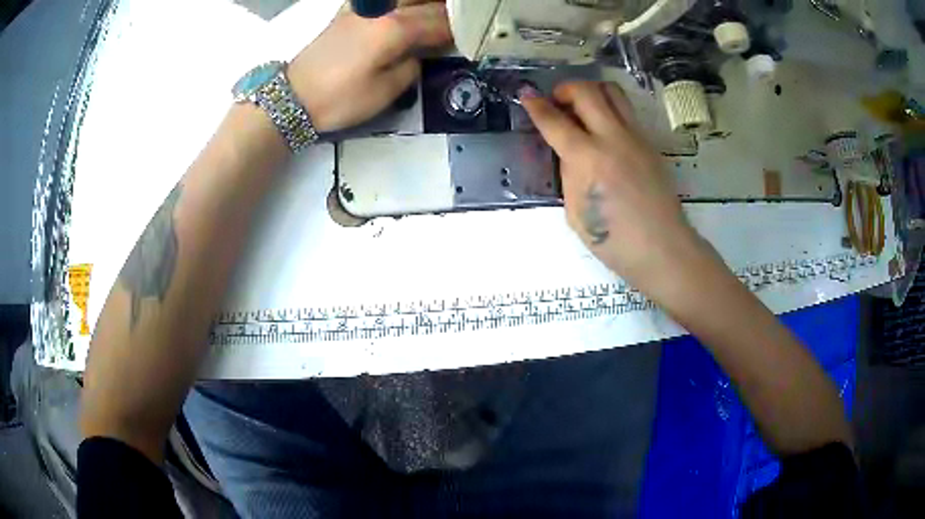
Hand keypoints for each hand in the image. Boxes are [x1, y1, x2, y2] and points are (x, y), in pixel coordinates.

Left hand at [288, 1, 450, 131]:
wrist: (293, 96)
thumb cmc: (339, 98)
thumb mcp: (385, 92)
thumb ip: (412, 67)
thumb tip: (421, 53)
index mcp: (395, 29)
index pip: (440, 22)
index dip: (459, 30)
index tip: (473, 37)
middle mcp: (383, 10)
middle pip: (427, 3)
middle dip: (448, 12)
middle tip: (462, 24)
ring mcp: (364, 8)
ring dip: (427, 5)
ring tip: (438, 16)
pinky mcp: (350, 11)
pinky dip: (404, 3)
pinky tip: (409, 10)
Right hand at [520, 81, 713, 298]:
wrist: (662, 248)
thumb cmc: (614, 240)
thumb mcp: (576, 211)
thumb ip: (570, 174)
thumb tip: (569, 151)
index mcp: (587, 158)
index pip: (554, 120)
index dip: (535, 105)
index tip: (525, 95)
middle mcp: (612, 138)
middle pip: (586, 91)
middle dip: (565, 89)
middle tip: (558, 102)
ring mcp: (636, 137)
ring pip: (612, 92)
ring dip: (591, 91)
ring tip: (582, 108)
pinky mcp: (649, 143)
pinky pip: (626, 112)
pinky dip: (610, 109)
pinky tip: (604, 130)